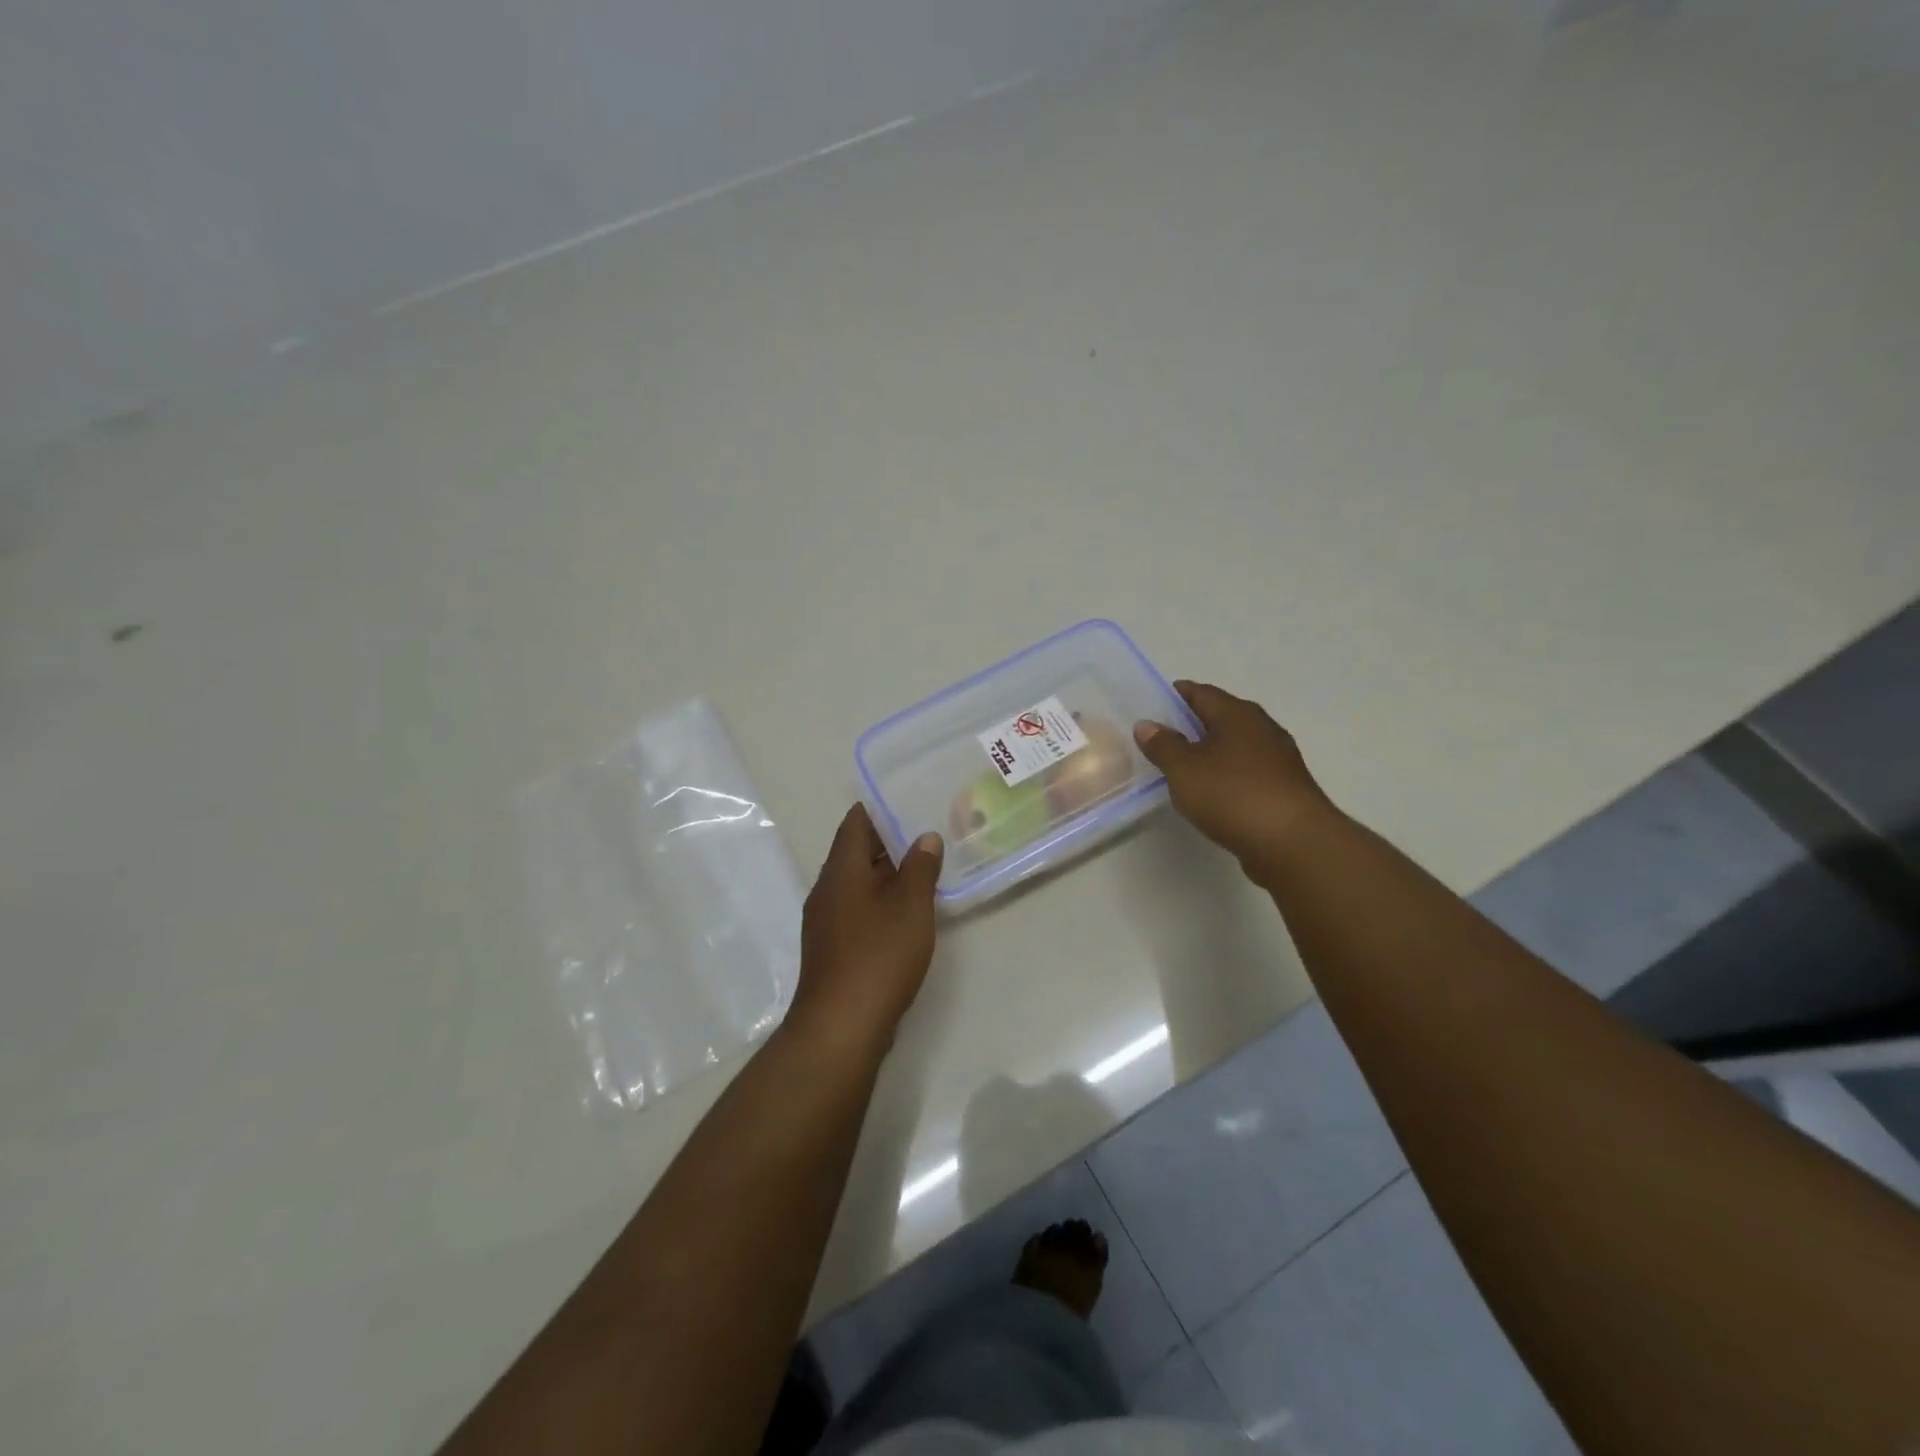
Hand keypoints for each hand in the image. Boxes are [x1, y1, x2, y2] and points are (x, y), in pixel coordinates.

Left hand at [787, 804, 942, 1059]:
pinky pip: (857, 909)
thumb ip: (920, 867)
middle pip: (855, 851)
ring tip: (924, 867)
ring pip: (857, 882)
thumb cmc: (878, 956)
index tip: (910, 798)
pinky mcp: (833, 947)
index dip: (880, 807)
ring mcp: (826, 920)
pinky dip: (880, 900)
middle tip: (928, 831)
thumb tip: (924, 837)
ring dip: (886, 873)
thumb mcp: (911, 906)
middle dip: (889, 840)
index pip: (855, 822)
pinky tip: (907, 911)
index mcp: (841, 870)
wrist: (841, 1026)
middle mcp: (827, 889)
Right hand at [1133, 680, 1335, 882]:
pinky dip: (1228, 774)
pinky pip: (1248, 771)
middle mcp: (1262, 728)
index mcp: (1237, 714)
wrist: (1293, 843)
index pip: (1203, 693)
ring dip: (1213, 751)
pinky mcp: (1285, 789)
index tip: (1156, 703)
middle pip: (1223, 716)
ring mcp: (1278, 759)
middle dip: (1195, 723)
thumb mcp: (1184, 769)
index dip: (1179, 695)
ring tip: (1185, 765)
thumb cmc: (1232, 794)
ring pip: (1237, 745)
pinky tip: (1214, 792)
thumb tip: (1146, 724)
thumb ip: (1163, 745)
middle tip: (1165, 735)